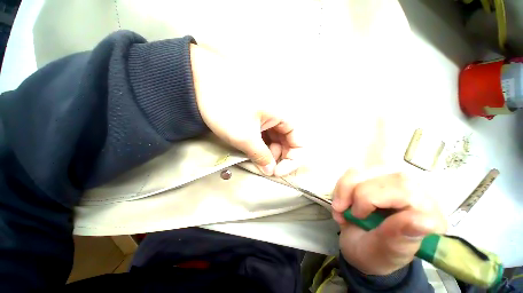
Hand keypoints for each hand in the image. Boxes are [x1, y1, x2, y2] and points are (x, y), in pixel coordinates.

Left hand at [190, 44, 304, 175]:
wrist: (203, 80)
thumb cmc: (225, 107)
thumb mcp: (244, 136)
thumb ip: (261, 155)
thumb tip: (270, 170)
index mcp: (285, 115)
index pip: (300, 143)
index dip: (292, 161)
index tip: (276, 172)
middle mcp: (281, 115)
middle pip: (289, 142)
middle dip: (278, 157)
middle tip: (263, 167)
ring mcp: (270, 115)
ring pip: (277, 139)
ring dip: (269, 152)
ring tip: (254, 158)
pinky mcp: (259, 116)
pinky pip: (267, 134)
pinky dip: (262, 145)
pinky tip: (252, 149)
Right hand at [332, 169, 446, 275]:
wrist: (362, 246)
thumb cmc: (375, 254)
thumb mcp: (383, 252)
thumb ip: (399, 237)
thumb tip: (422, 221)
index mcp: (428, 216)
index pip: (402, 189)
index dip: (369, 197)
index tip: (356, 216)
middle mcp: (417, 193)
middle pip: (381, 171)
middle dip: (353, 191)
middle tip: (340, 210)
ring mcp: (397, 182)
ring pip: (365, 168)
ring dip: (345, 187)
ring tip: (340, 207)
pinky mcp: (380, 177)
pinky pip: (356, 170)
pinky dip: (343, 185)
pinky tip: (342, 200)